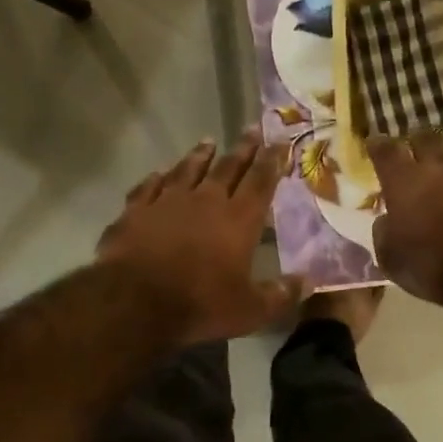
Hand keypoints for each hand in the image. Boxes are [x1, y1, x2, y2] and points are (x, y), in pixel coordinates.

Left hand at [99, 131, 305, 343]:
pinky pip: (148, 188)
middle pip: (227, 168)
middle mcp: (205, 201)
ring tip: (208, 142)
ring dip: (199, 156)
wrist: (135, 302)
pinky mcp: (135, 212)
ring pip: (187, 170)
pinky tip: (158, 174)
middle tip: (251, 130)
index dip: (273, 162)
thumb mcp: (250, 310)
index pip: (261, 183)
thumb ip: (280, 295)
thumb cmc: (200, 305)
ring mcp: (166, 202)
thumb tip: (307, 282)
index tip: (280, 143)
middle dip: (242, 149)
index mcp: (238, 220)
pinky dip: (155, 179)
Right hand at [369, 133, 442, 306]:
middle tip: (417, 152)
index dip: (378, 147)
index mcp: (405, 181)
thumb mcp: (392, 260)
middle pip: (425, 138)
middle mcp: (440, 163)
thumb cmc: (436, 269)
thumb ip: (384, 233)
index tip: (376, 145)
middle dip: (418, 143)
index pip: (385, 151)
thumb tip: (386, 219)